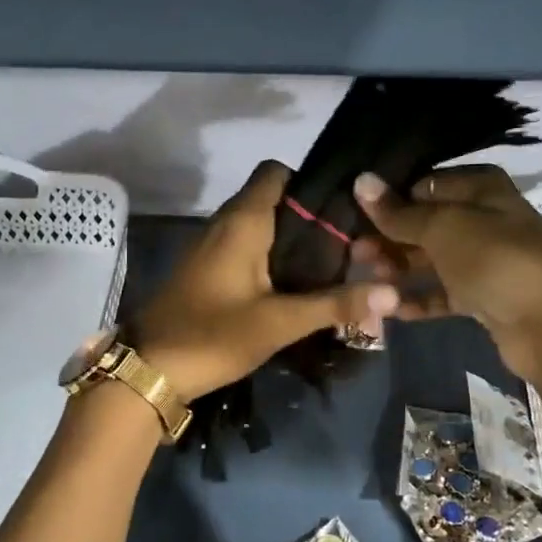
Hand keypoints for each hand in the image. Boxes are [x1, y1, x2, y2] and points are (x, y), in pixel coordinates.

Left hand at [131, 161, 398, 400]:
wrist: (148, 369)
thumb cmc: (212, 336)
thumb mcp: (279, 323)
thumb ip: (335, 305)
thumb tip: (393, 293)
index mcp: (242, 221)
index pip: (276, 172)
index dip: (310, 183)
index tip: (343, 212)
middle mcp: (225, 224)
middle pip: (273, 200)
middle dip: (309, 219)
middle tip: (350, 247)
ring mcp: (211, 248)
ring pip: (259, 228)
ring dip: (290, 243)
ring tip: (330, 268)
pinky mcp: (206, 272)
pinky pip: (245, 251)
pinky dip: (270, 261)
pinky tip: (292, 290)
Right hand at [352, 165, 541, 381]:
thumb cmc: (498, 262)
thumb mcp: (444, 229)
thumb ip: (400, 212)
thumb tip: (361, 180)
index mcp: (482, 191)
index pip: (426, 186)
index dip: (391, 200)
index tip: (355, 215)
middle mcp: (485, 222)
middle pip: (427, 225)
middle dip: (390, 237)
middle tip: (354, 253)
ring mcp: (486, 263)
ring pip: (433, 261)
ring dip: (399, 269)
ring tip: (368, 279)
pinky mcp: (485, 300)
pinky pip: (443, 294)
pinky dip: (419, 299)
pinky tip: (390, 309)